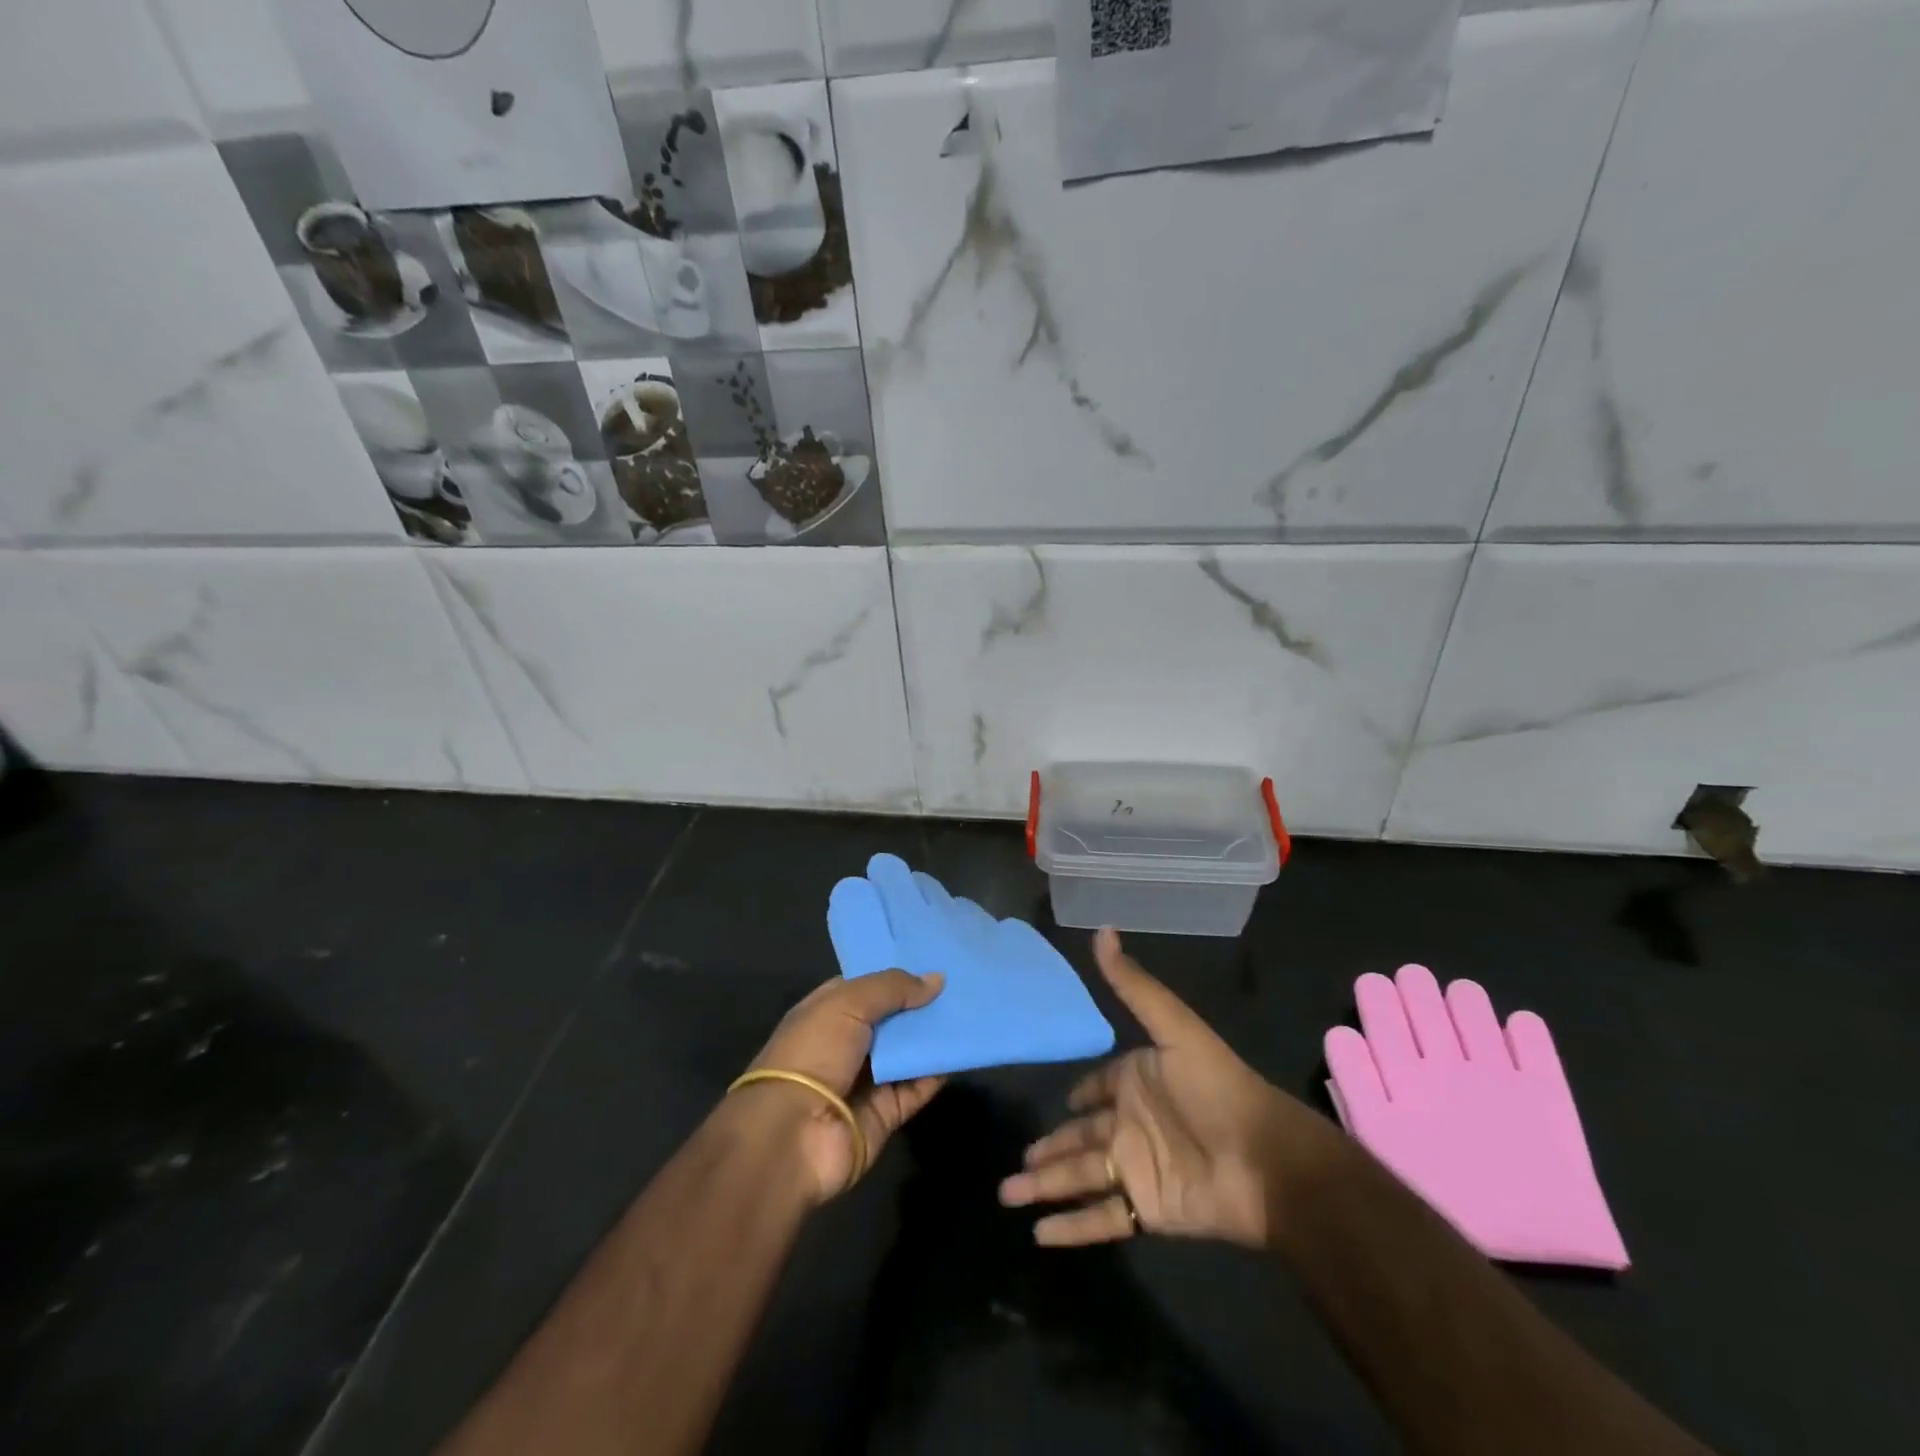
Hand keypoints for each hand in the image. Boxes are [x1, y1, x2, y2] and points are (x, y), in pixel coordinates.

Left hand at [740, 969, 946, 1202]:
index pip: (864, 988)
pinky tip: (961, 1053)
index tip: (931, 962)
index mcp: (826, 1012)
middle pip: (890, 1020)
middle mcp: (845, 1044)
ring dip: (932, 1038)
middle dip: (920, 1005)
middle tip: (961, 986)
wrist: (793, 1135)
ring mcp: (864, 1081)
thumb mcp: (848, 1003)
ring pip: (906, 1053)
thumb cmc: (813, 1053)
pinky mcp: (883, 1114)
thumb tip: (936, 979)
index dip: (895, 976)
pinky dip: (936, 1074)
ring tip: (969, 1014)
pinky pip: (916, 1089)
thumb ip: (892, 987)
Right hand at [999, 928, 1304, 1247]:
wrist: (1266, 1161)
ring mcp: (1137, 1169)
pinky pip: (1101, 1220)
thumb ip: (1134, 986)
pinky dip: (1072, 1229)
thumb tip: (1102, 929)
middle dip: (1047, 1148)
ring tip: (1006, 1195)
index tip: (1055, 1102)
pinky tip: (1039, 1236)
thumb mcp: (1173, 1028)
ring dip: (1044, 1187)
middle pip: (1078, 1137)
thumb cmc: (1217, 1087)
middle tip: (1014, 1160)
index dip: (1077, 1096)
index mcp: (1136, 1081)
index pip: (1096, 1090)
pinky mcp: (1147, 1211)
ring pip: (1079, 1178)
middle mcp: (1131, 1125)